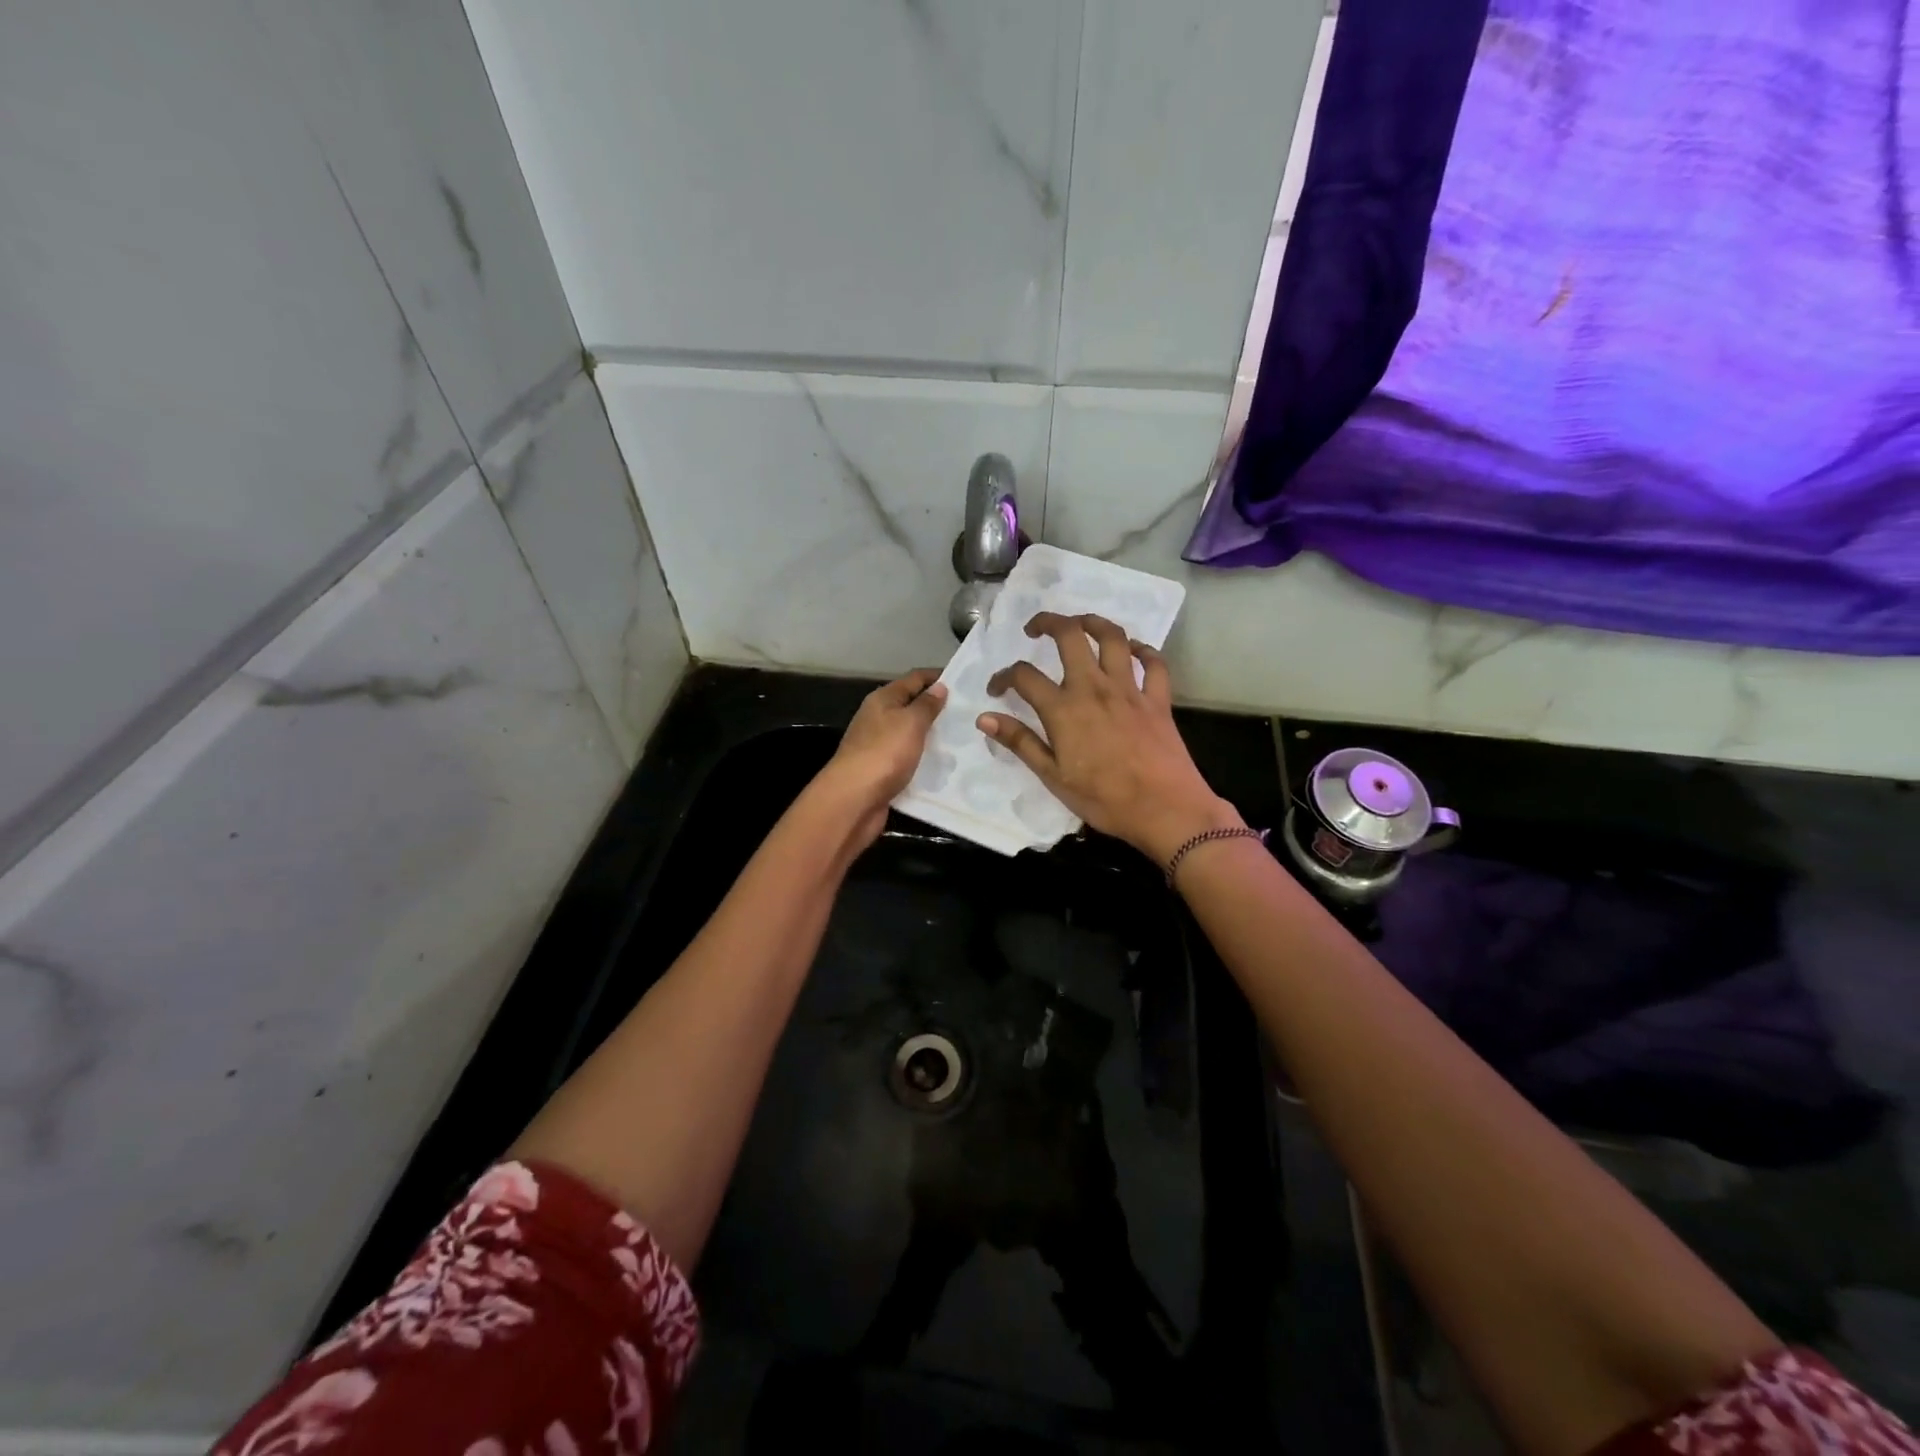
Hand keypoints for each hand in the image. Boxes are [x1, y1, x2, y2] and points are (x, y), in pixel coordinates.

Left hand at [819, 668, 947, 847]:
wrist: (854, 799)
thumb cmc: (884, 753)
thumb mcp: (910, 722)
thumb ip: (926, 705)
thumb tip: (939, 687)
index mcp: (882, 699)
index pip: (913, 679)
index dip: (936, 677)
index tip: (964, 681)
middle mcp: (878, 718)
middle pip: (910, 705)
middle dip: (936, 708)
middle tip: (968, 712)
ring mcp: (878, 745)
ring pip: (910, 733)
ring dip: (931, 735)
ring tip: (962, 738)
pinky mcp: (881, 770)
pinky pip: (907, 758)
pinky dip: (923, 758)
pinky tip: (943, 764)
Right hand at [979, 613, 1240, 864]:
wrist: (1165, 809)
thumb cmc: (1104, 799)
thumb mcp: (1053, 777)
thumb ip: (1020, 742)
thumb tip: (984, 717)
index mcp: (1064, 709)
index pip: (1024, 676)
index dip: (1004, 676)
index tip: (996, 688)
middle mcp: (1094, 687)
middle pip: (1070, 635)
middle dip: (1048, 622)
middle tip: (1035, 629)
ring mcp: (1129, 690)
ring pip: (1113, 637)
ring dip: (1093, 622)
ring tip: (1080, 625)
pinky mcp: (1158, 699)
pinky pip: (1154, 663)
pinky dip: (1144, 650)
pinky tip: (1133, 650)